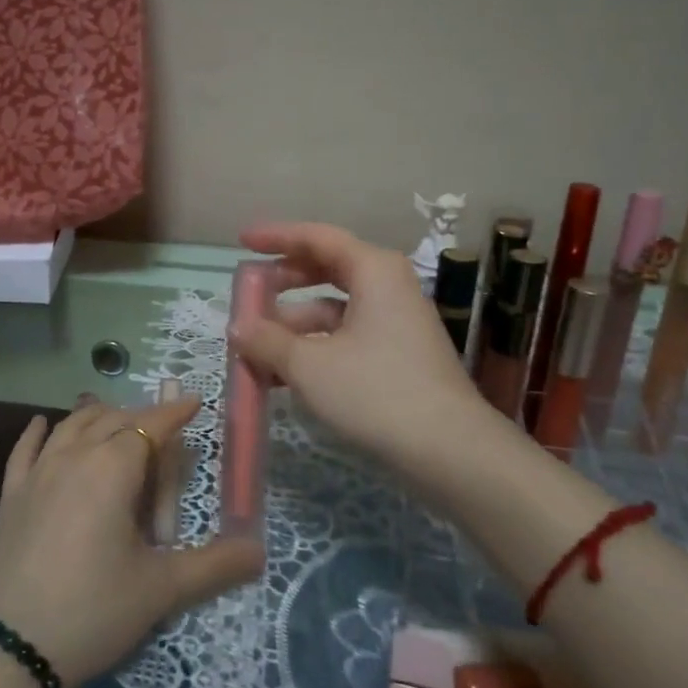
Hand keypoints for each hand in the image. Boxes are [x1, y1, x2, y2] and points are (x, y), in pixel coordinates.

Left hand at [0, 396, 263, 687]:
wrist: (10, 652)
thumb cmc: (94, 611)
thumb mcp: (161, 590)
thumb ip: (215, 566)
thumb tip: (261, 551)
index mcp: (112, 468)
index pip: (150, 426)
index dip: (174, 412)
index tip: (194, 402)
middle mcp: (73, 457)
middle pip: (113, 421)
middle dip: (142, 421)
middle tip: (164, 441)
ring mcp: (36, 475)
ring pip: (72, 427)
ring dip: (98, 417)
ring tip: (115, 419)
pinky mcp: (10, 497)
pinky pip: (25, 450)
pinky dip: (38, 432)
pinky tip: (43, 424)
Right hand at [234, 221, 490, 463]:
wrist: (450, 451)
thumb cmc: (376, 392)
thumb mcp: (310, 365)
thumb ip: (267, 341)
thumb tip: (238, 327)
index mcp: (373, 270)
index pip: (316, 237)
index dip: (276, 237)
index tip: (242, 241)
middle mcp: (388, 286)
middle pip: (327, 269)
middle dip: (284, 282)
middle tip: (250, 293)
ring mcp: (397, 321)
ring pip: (335, 308)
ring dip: (294, 323)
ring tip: (256, 348)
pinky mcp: (399, 354)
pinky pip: (347, 335)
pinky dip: (315, 346)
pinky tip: (285, 374)